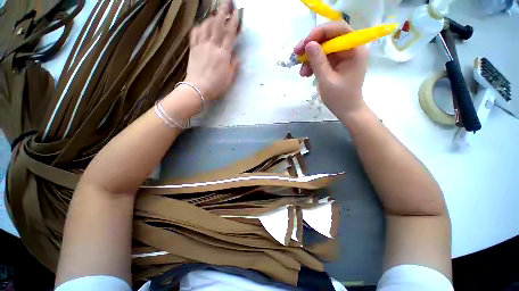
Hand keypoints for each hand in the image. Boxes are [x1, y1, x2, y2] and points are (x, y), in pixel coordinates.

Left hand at [185, 0, 238, 100]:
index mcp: (223, 54)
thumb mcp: (229, 78)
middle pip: (218, 25)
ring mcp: (201, 46)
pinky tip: (201, 25)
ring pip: (206, 26)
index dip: (234, 22)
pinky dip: (199, 27)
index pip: (230, 34)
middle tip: (227, 2)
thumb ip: (233, 66)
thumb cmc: (216, 85)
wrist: (198, 88)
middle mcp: (212, 46)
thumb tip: (236, 56)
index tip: (238, 12)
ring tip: (215, 14)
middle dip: (223, 12)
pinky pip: (195, 33)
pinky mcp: (193, 49)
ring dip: (211, 18)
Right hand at [294, 21, 368, 117]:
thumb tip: (308, 44)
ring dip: (310, 58)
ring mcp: (343, 56)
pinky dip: (313, 64)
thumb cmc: (340, 98)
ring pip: (323, 48)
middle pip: (329, 37)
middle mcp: (350, 49)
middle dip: (312, 45)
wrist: (346, 110)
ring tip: (302, 72)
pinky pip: (322, 58)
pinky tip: (306, 73)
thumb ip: (318, 62)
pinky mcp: (336, 63)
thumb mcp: (327, 80)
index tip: (305, 43)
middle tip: (297, 54)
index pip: (339, 29)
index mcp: (355, 50)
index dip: (321, 32)